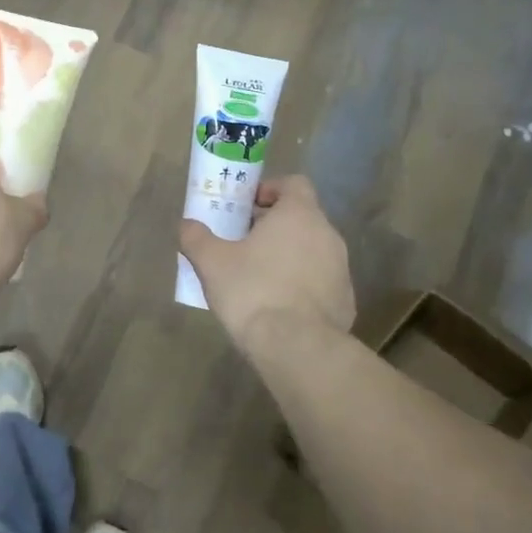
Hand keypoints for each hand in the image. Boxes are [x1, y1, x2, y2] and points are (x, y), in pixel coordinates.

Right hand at [180, 175, 355, 354]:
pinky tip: (278, 306)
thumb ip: (196, 237)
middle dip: (274, 227)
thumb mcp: (211, 262)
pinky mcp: (345, 301)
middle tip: (244, 243)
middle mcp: (327, 235)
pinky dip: (302, 286)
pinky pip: (321, 282)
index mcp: (299, 215)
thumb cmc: (253, 291)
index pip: (294, 184)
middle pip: (302, 218)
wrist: (297, 348)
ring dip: (289, 256)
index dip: (270, 190)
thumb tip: (186, 225)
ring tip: (258, 278)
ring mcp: (341, 270)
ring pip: (312, 251)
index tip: (247, 207)